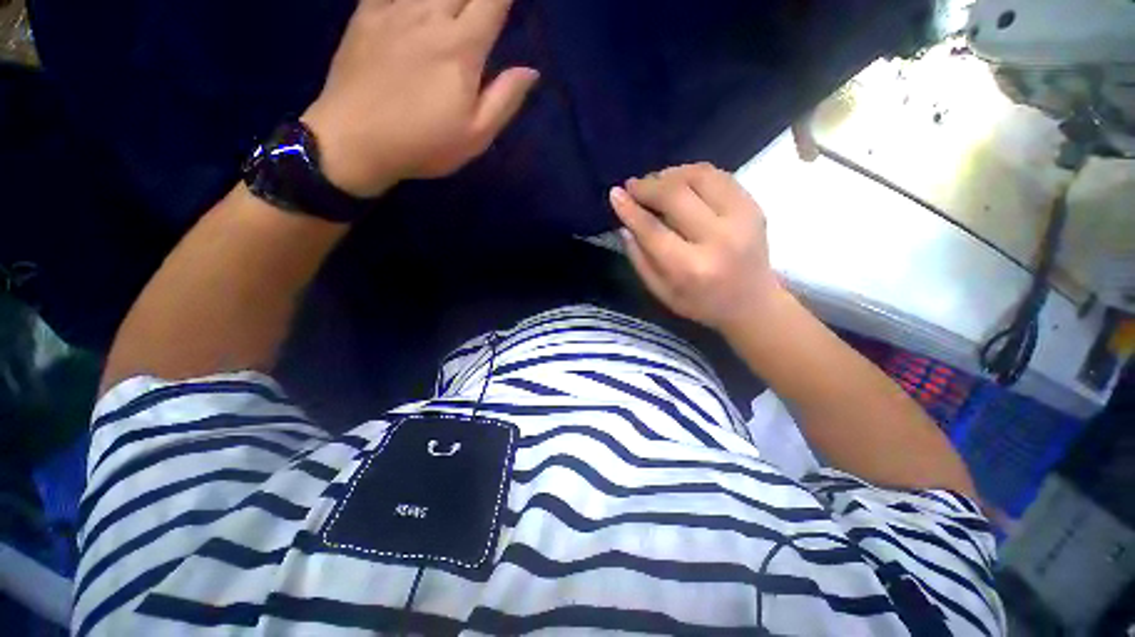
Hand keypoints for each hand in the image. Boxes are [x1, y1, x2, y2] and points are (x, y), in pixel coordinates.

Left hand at [302, 0, 539, 197]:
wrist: (355, 141)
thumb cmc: (423, 144)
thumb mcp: (475, 135)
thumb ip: (505, 100)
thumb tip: (531, 71)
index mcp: (461, 47)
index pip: (492, 1)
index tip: (509, 4)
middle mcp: (429, 15)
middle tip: (482, 8)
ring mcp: (394, 9)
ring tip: (455, 7)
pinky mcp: (366, 13)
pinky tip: (417, 6)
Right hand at [610, 163, 784, 334]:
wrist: (752, 304)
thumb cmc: (701, 304)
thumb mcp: (661, 293)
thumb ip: (640, 259)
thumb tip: (624, 224)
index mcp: (691, 268)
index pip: (653, 230)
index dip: (630, 209)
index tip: (615, 194)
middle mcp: (718, 239)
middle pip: (676, 195)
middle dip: (648, 186)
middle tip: (632, 186)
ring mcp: (742, 218)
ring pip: (699, 176)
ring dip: (670, 174)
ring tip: (654, 182)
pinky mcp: (753, 206)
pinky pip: (718, 176)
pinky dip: (692, 173)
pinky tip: (678, 181)